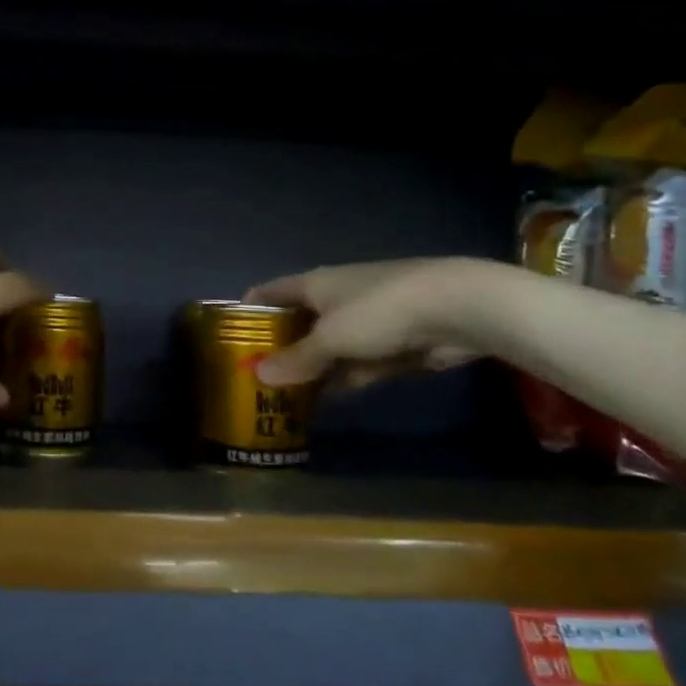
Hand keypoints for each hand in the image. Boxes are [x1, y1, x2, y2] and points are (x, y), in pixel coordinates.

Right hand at [245, 257, 496, 388]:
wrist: (454, 308)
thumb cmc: (378, 312)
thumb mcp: (330, 338)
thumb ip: (297, 358)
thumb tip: (259, 374)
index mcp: (315, 284)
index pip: (270, 291)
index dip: (249, 309)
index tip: (231, 336)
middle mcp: (335, 298)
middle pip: (298, 322)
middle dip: (278, 347)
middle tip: (256, 377)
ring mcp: (365, 320)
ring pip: (327, 347)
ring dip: (310, 368)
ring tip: (284, 396)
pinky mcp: (390, 342)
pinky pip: (355, 362)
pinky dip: (340, 378)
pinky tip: (324, 400)